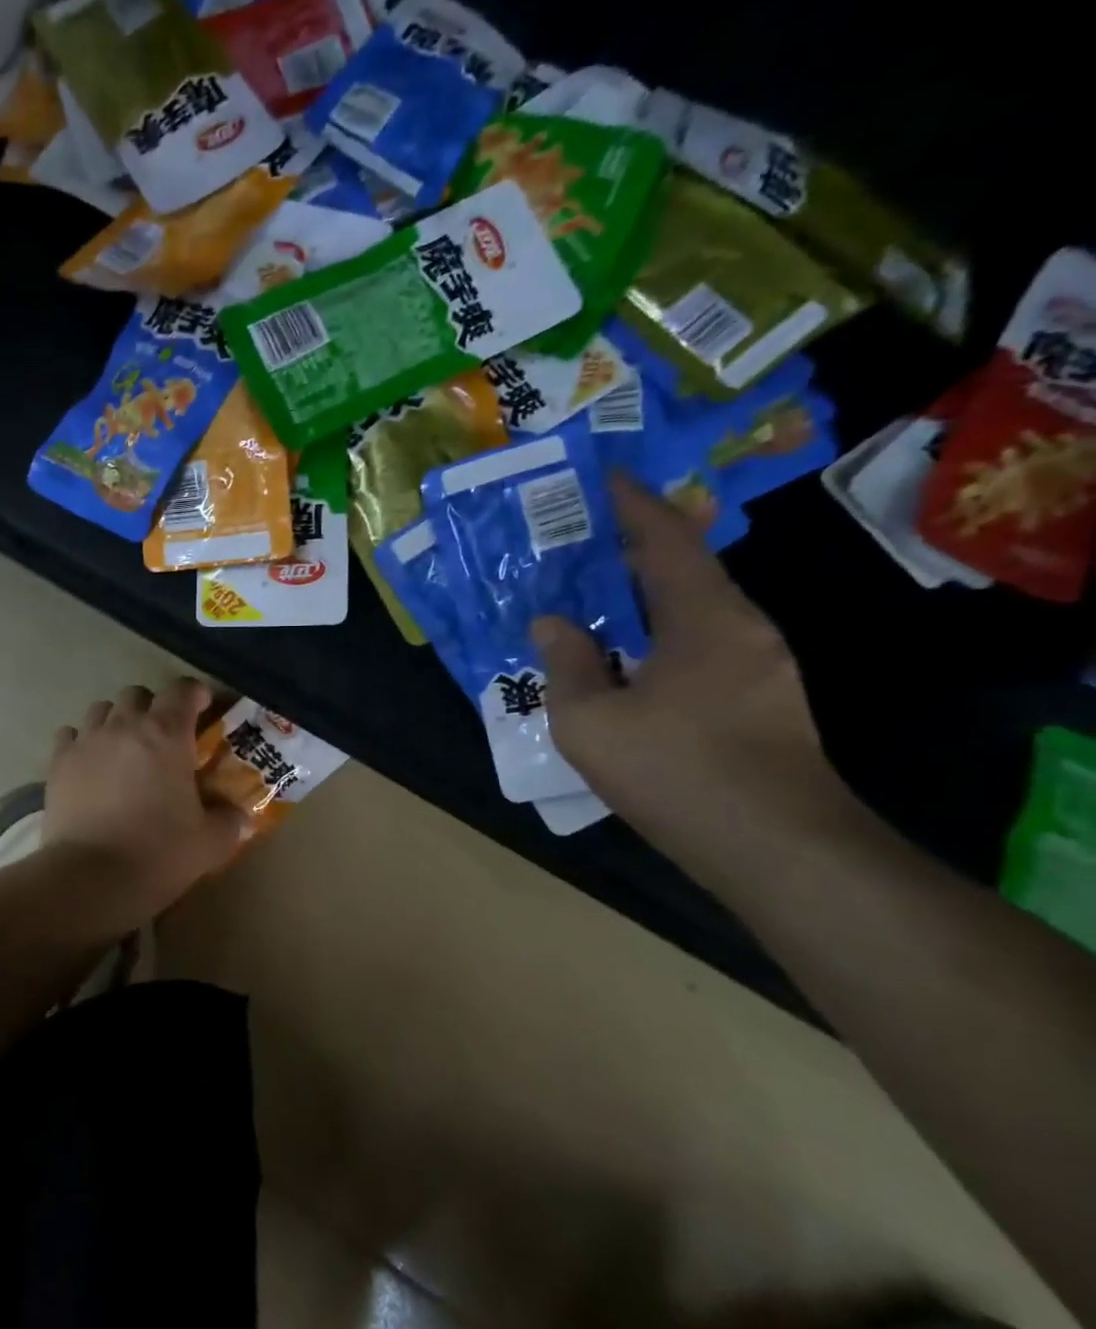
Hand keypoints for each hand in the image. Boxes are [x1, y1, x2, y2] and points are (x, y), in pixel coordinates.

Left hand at [45, 678, 245, 918]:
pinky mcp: (58, 762)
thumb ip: (229, 821)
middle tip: (163, 737)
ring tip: (124, 748)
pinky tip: (89, 764)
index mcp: (167, 734)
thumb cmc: (158, 853)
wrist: (91, 877)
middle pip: (138, 695)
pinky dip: (82, 742)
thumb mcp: (210, 842)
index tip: (203, 708)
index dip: (195, 694)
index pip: (182, 690)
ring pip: (102, 709)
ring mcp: (86, 740)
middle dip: (153, 708)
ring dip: (116, 721)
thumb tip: (240, 815)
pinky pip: (70, 734)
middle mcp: (124, 725)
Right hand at [532, 476, 844, 861]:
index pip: (668, 539)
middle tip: (575, 544)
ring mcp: (759, 668)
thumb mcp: (590, 721)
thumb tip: (552, 623)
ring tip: (587, 600)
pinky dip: (655, 638)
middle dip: (630, 552)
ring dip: (640, 600)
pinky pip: (697, 648)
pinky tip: (619, 661)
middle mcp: (742, 630)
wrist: (776, 849)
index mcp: (705, 619)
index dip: (632, 504)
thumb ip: (566, 665)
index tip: (600, 479)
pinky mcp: (761, 703)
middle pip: (682, 572)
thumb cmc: (676, 771)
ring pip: (690, 614)